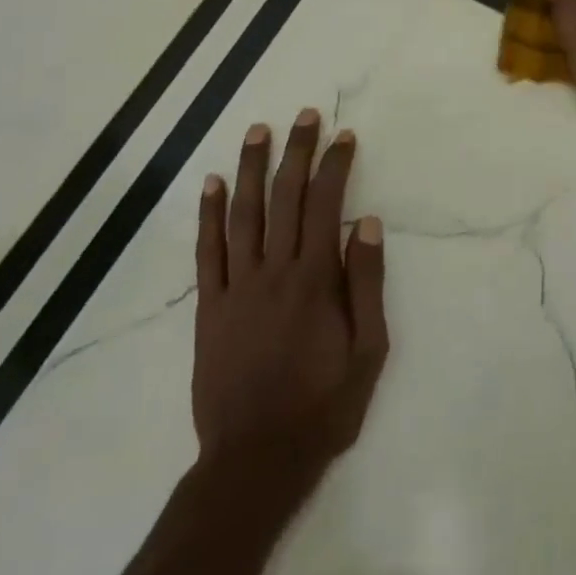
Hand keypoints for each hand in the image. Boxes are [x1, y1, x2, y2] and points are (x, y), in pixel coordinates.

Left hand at [192, 111, 388, 484]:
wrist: (257, 458)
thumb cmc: (324, 405)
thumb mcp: (368, 350)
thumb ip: (366, 284)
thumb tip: (365, 224)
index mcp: (315, 280)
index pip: (325, 205)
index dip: (334, 166)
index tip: (343, 136)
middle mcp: (273, 272)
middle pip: (283, 198)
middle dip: (295, 152)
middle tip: (303, 116)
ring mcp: (236, 287)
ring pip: (242, 214)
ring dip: (249, 169)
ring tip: (257, 131)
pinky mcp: (210, 307)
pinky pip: (207, 251)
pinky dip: (207, 215)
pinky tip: (210, 184)